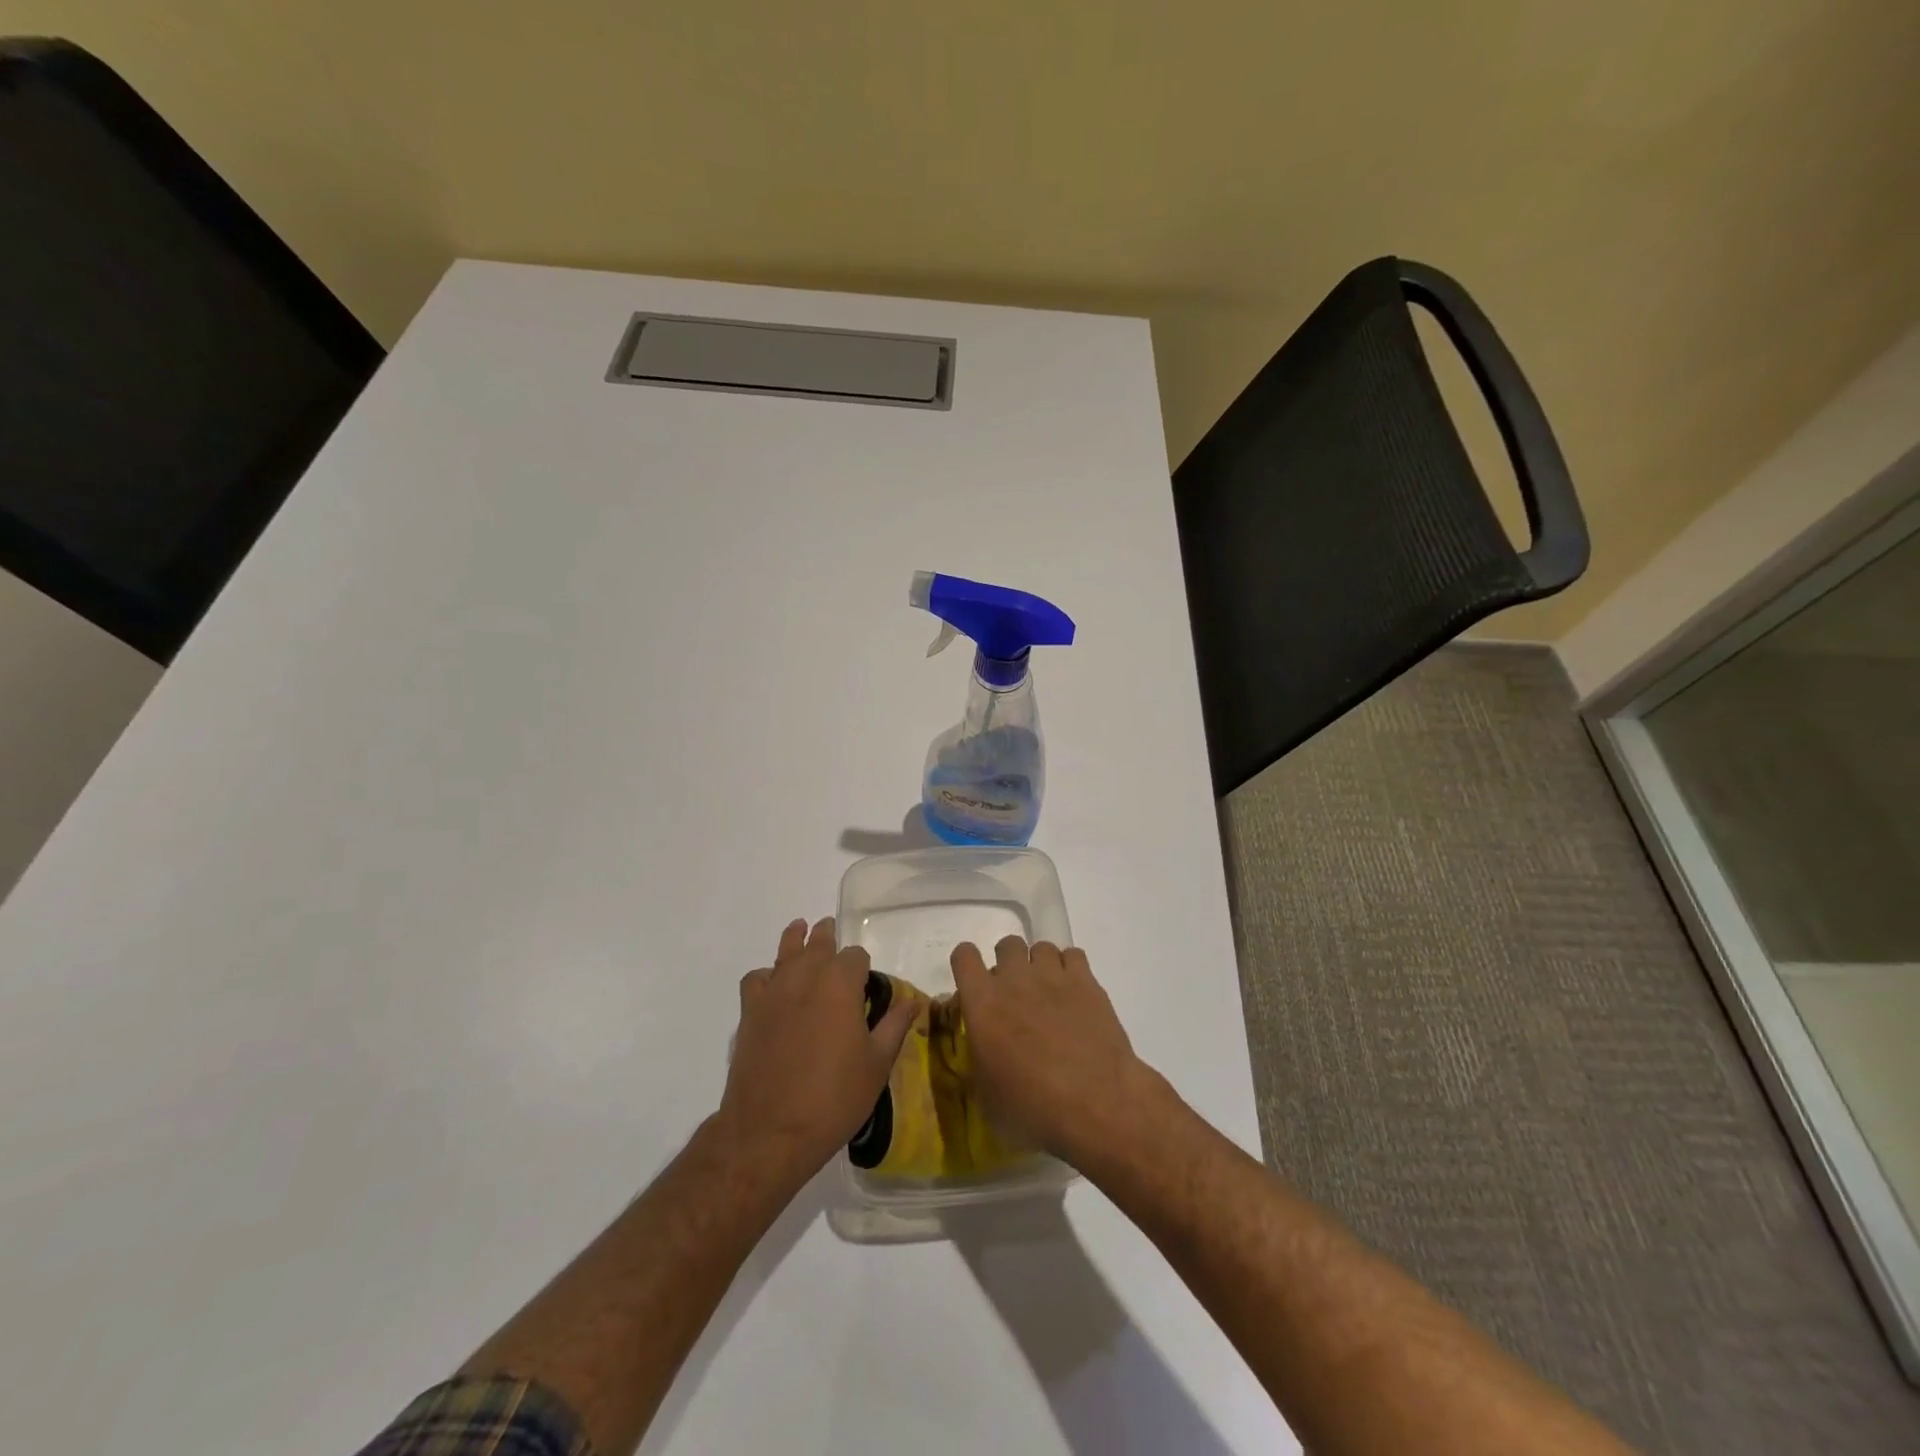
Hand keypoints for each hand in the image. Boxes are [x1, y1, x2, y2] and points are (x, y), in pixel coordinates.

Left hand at [717, 916, 917, 1181]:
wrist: (770, 1133)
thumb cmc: (834, 1098)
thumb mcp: (877, 1064)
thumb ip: (895, 1025)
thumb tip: (913, 1000)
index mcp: (840, 985)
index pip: (855, 956)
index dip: (863, 967)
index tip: (867, 984)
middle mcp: (805, 977)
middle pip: (818, 943)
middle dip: (828, 937)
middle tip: (832, 930)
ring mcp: (773, 993)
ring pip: (785, 952)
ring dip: (796, 939)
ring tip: (801, 929)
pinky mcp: (749, 1013)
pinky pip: (757, 978)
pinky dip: (767, 975)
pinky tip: (774, 984)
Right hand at [950, 936, 1159, 1167]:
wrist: (1095, 1103)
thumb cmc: (1032, 1109)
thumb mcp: (987, 1097)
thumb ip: (979, 1063)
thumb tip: (983, 1055)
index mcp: (983, 1003)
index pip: (964, 956)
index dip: (966, 964)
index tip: (973, 983)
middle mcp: (1014, 979)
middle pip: (1007, 944)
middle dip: (1008, 963)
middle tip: (1016, 994)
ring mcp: (1053, 976)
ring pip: (1041, 947)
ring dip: (1040, 966)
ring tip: (1049, 994)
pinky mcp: (1086, 981)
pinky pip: (1073, 955)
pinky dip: (1071, 969)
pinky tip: (1075, 994)